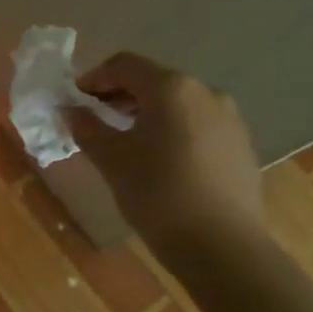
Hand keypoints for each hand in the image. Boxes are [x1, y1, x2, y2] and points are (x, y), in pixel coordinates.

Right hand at [66, 52, 263, 256]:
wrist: (222, 246)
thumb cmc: (158, 193)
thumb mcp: (112, 159)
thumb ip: (88, 128)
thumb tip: (71, 111)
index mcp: (171, 88)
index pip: (124, 65)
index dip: (94, 77)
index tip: (74, 99)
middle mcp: (205, 92)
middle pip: (153, 80)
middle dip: (120, 95)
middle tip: (95, 118)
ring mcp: (229, 118)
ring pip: (177, 102)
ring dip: (146, 112)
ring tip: (125, 140)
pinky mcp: (241, 144)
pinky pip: (197, 123)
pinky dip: (171, 129)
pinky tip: (159, 159)